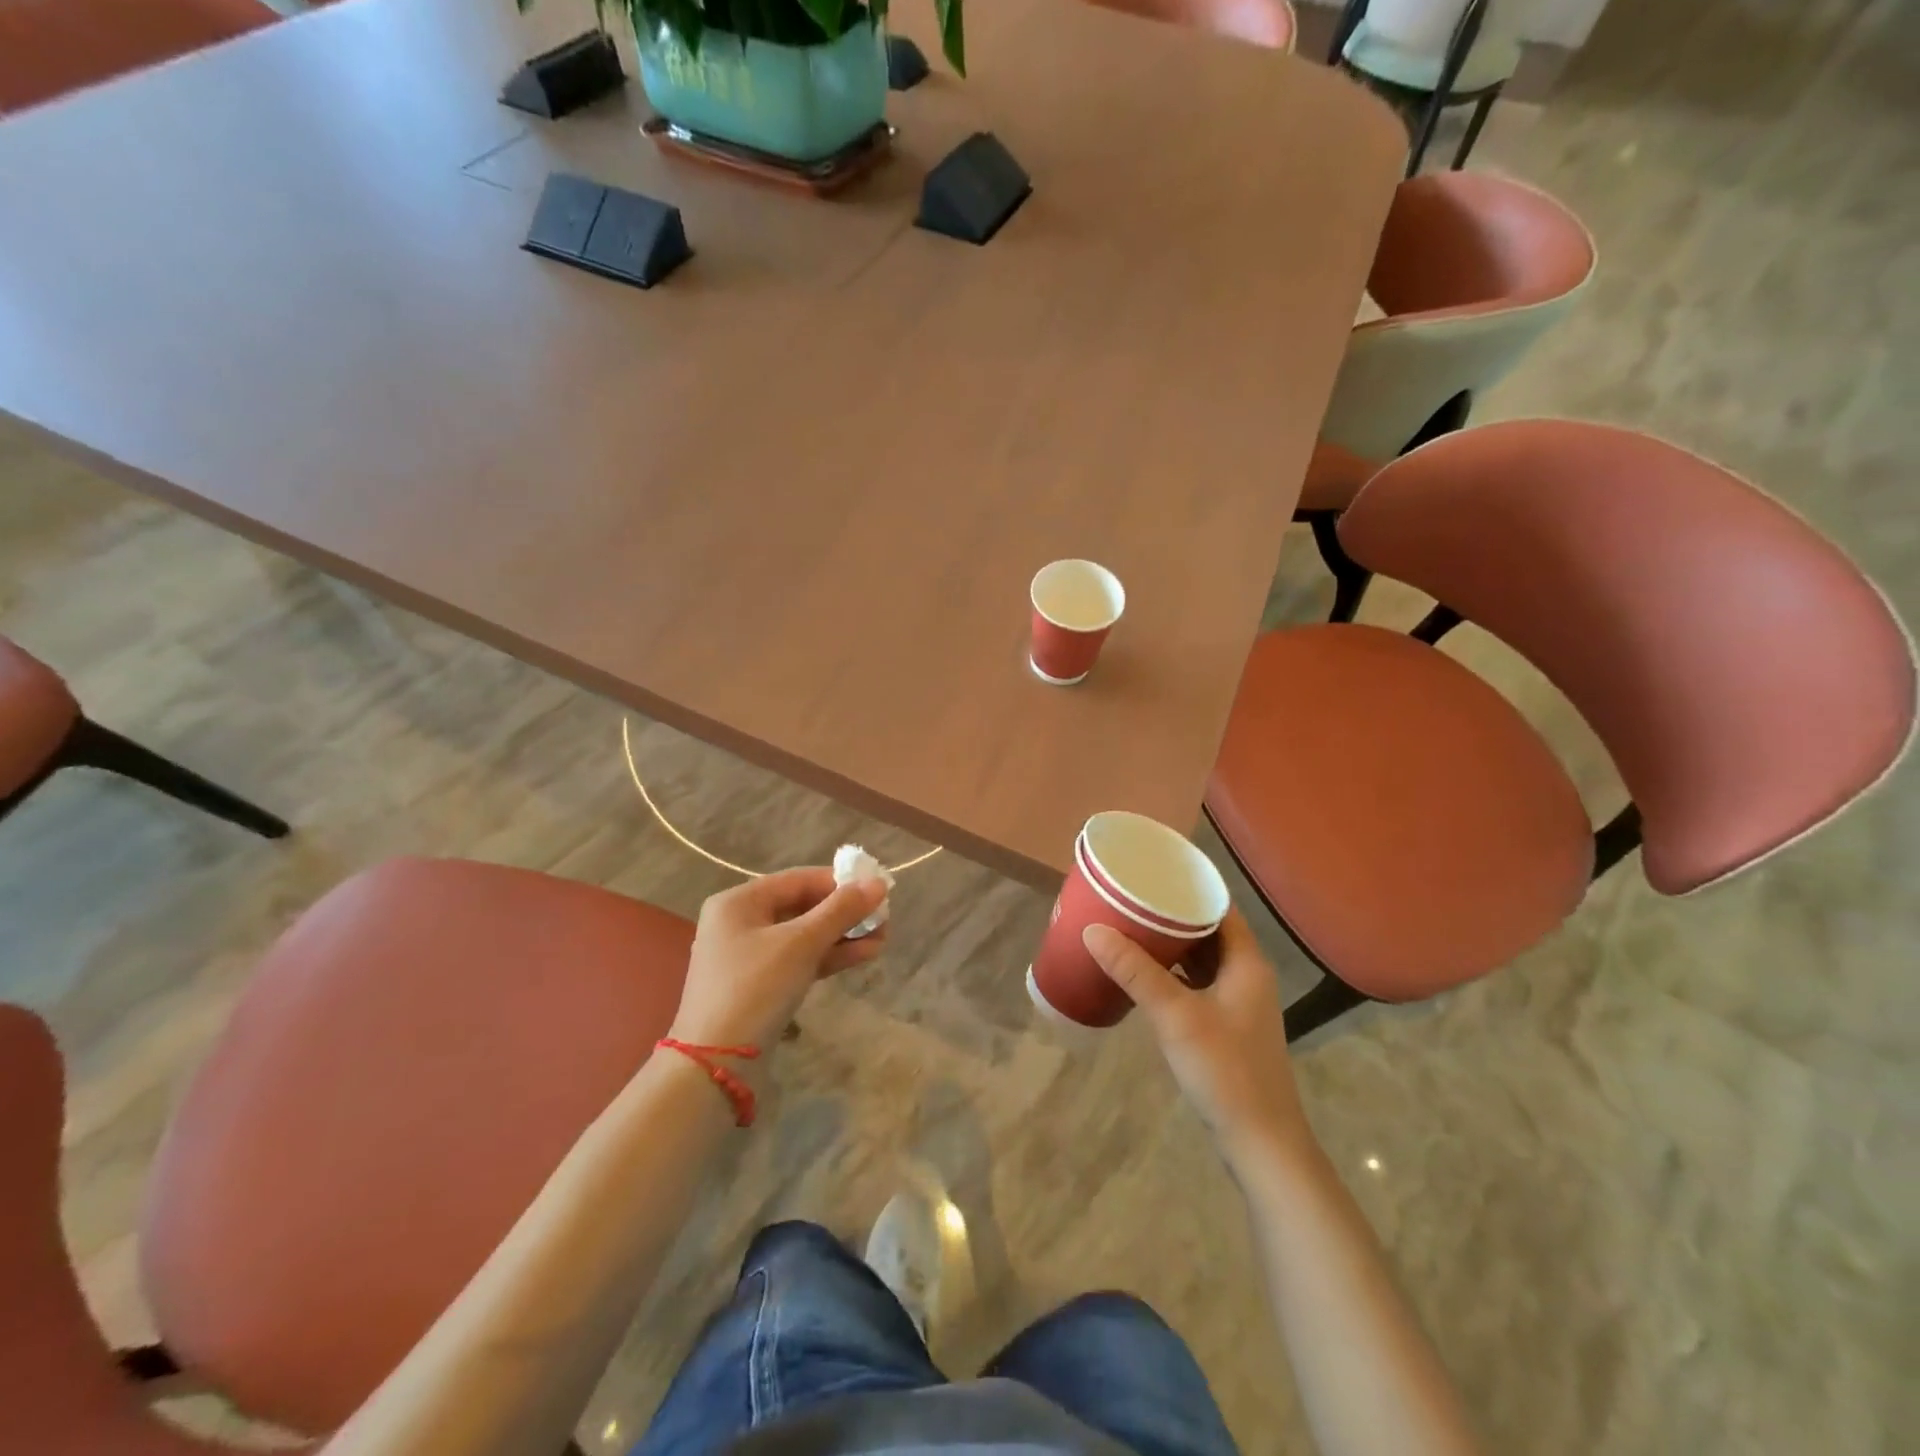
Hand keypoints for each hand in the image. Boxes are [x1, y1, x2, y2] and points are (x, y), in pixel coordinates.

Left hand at [669, 868, 887, 1050]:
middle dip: (845, 912)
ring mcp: (749, 956)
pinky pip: (799, 960)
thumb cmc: (755, 988)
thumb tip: (879, 882)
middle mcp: (740, 922)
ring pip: (804, 935)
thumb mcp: (801, 943)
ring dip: (843, 935)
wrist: (716, 1064)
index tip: (878, 889)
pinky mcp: (760, 986)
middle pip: (803, 906)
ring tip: (883, 938)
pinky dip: (829, 956)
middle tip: (884, 918)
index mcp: (739, 901)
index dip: (840, 882)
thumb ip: (841, 910)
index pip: (799, 879)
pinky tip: (864, 955)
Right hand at [1083, 910, 1308, 1159]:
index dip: (1188, 886)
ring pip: (1201, 958)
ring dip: (1170, 944)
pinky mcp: (1225, 1025)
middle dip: (1171, 913)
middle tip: (1130, 897)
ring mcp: (1237, 1002)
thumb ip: (1135, 971)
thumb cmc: (1224, 1069)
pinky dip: (1171, 972)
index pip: (1219, 906)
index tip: (1151, 872)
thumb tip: (1093, 929)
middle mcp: (1246, 974)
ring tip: (1129, 925)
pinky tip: (1142, 972)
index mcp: (1246, 962)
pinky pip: (1195, 983)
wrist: (1260, 1141)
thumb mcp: (1175, 1015)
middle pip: (1208, 929)